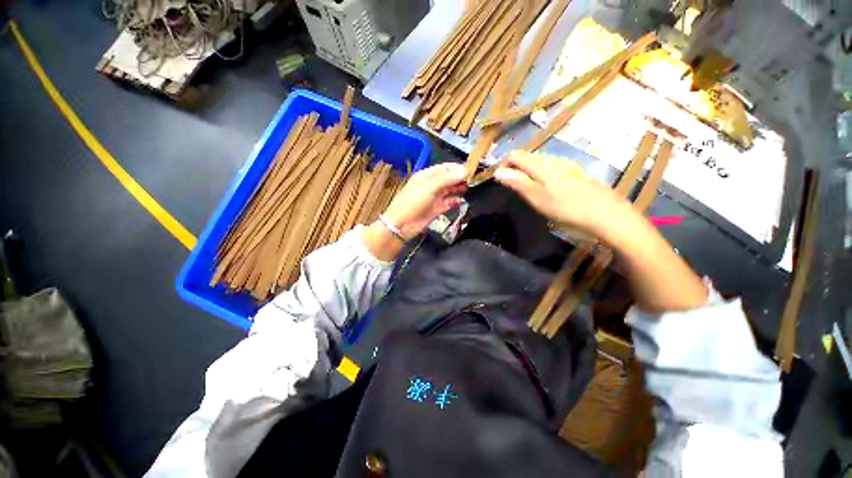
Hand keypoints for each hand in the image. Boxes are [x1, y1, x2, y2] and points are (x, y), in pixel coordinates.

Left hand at [383, 162, 467, 238]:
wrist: (402, 224)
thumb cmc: (413, 202)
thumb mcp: (429, 187)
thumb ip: (447, 178)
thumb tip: (465, 170)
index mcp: (427, 176)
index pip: (445, 168)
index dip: (458, 168)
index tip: (472, 169)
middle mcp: (432, 185)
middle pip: (449, 178)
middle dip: (460, 178)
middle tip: (474, 179)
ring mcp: (435, 197)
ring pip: (450, 190)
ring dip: (459, 188)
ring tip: (470, 188)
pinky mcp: (437, 209)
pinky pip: (449, 203)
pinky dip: (456, 201)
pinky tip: (462, 201)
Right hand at [496, 150, 706, 311]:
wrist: (612, 218)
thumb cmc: (571, 211)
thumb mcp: (540, 200)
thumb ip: (519, 183)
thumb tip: (498, 171)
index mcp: (544, 166)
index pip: (516, 155)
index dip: (504, 164)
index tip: (499, 181)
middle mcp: (555, 161)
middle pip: (528, 157)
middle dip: (515, 169)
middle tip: (511, 189)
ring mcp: (569, 167)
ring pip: (541, 163)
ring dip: (528, 172)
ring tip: (526, 191)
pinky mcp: (577, 174)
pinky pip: (552, 168)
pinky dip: (542, 175)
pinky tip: (547, 190)